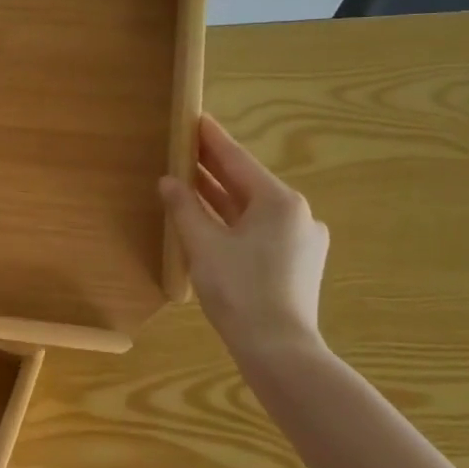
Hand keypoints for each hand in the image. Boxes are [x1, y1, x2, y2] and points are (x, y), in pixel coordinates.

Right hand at [158, 114, 329, 356]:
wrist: (279, 350)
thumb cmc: (239, 289)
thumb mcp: (203, 244)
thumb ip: (184, 207)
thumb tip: (169, 181)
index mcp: (278, 201)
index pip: (237, 160)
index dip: (211, 139)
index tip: (194, 117)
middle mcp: (296, 214)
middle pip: (247, 182)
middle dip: (214, 167)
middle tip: (184, 146)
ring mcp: (300, 240)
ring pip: (252, 208)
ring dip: (221, 195)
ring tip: (189, 180)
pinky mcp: (296, 263)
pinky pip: (258, 229)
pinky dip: (232, 219)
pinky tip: (209, 220)